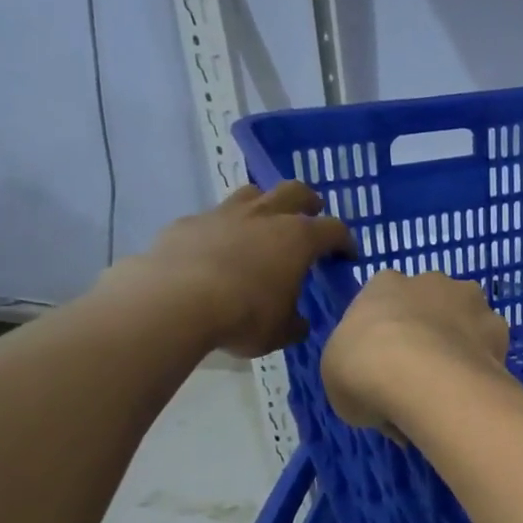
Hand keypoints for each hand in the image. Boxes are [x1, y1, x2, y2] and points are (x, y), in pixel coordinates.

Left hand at [110, 181, 353, 357]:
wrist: (174, 302)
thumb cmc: (243, 316)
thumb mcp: (281, 332)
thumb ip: (295, 323)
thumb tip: (299, 322)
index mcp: (298, 239)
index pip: (334, 229)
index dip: (345, 242)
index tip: (347, 256)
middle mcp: (265, 216)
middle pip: (295, 191)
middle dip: (308, 203)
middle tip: (311, 218)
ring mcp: (224, 214)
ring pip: (252, 194)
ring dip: (264, 206)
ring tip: (263, 228)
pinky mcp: (188, 223)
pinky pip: (213, 219)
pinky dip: (223, 231)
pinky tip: (216, 252)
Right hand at [321, 270, 510, 436]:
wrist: (421, 378)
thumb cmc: (363, 370)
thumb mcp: (336, 375)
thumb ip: (357, 369)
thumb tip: (377, 390)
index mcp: (384, 284)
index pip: (385, 301)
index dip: (385, 335)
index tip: (384, 366)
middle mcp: (431, 281)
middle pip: (430, 306)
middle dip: (428, 334)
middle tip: (419, 378)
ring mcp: (470, 301)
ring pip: (465, 323)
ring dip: (460, 348)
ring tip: (450, 391)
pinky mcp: (500, 328)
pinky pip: (489, 351)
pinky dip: (482, 370)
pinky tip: (472, 396)